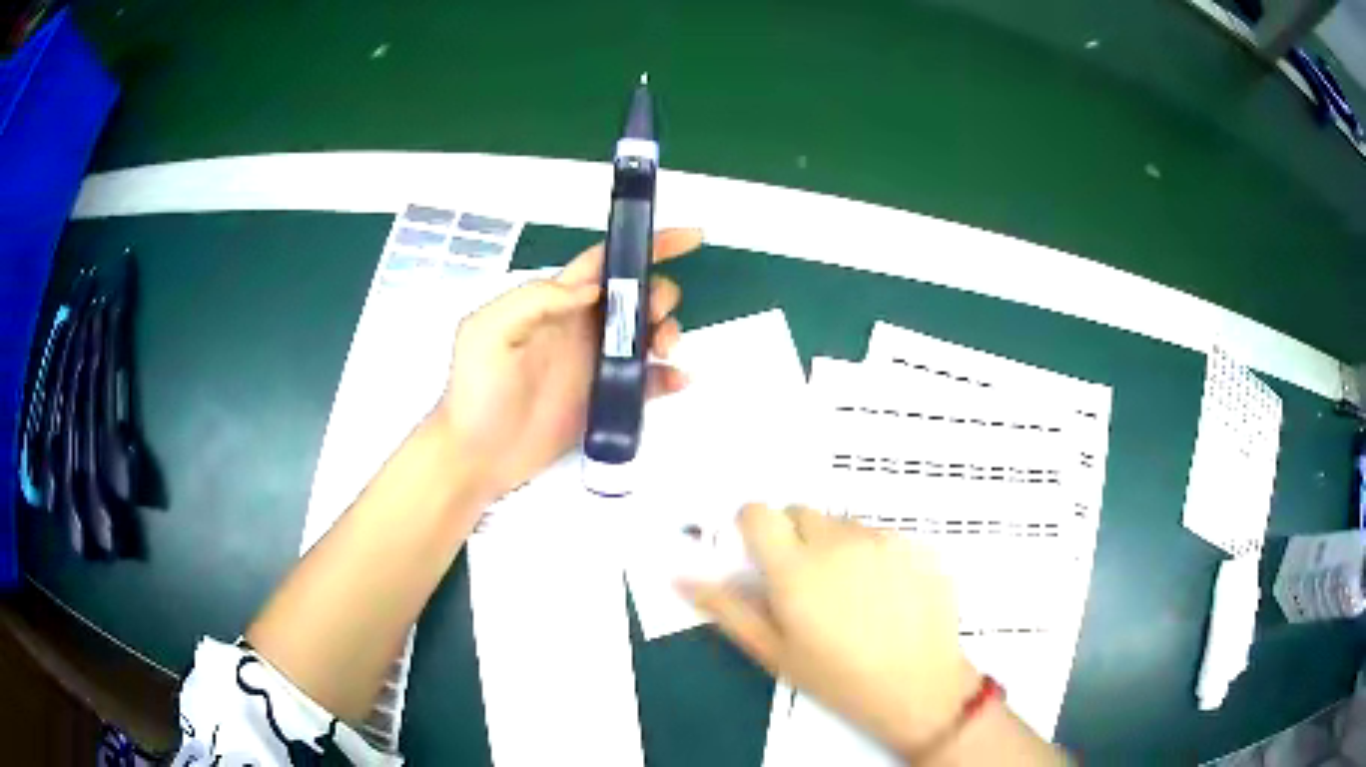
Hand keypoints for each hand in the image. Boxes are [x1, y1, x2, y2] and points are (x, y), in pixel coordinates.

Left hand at [435, 229, 703, 504]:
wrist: (478, 455)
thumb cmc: (478, 389)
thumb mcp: (488, 331)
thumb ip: (535, 300)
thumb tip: (593, 290)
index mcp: (557, 302)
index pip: (606, 262)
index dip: (645, 244)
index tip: (691, 237)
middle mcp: (582, 327)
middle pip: (636, 296)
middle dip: (660, 295)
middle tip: (657, 320)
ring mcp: (596, 364)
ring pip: (648, 334)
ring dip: (668, 333)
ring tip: (665, 351)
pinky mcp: (605, 399)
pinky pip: (647, 381)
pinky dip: (669, 377)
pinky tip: (677, 379)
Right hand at [684, 504, 980, 755]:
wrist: (919, 687)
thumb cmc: (839, 678)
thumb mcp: (774, 652)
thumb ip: (726, 609)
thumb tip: (683, 577)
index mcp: (796, 570)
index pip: (758, 512)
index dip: (752, 529)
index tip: (759, 553)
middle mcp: (839, 543)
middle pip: (801, 513)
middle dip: (794, 539)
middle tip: (806, 584)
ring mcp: (884, 540)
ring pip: (843, 524)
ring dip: (836, 546)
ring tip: (850, 594)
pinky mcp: (918, 544)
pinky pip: (882, 535)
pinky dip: (874, 554)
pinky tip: (884, 594)